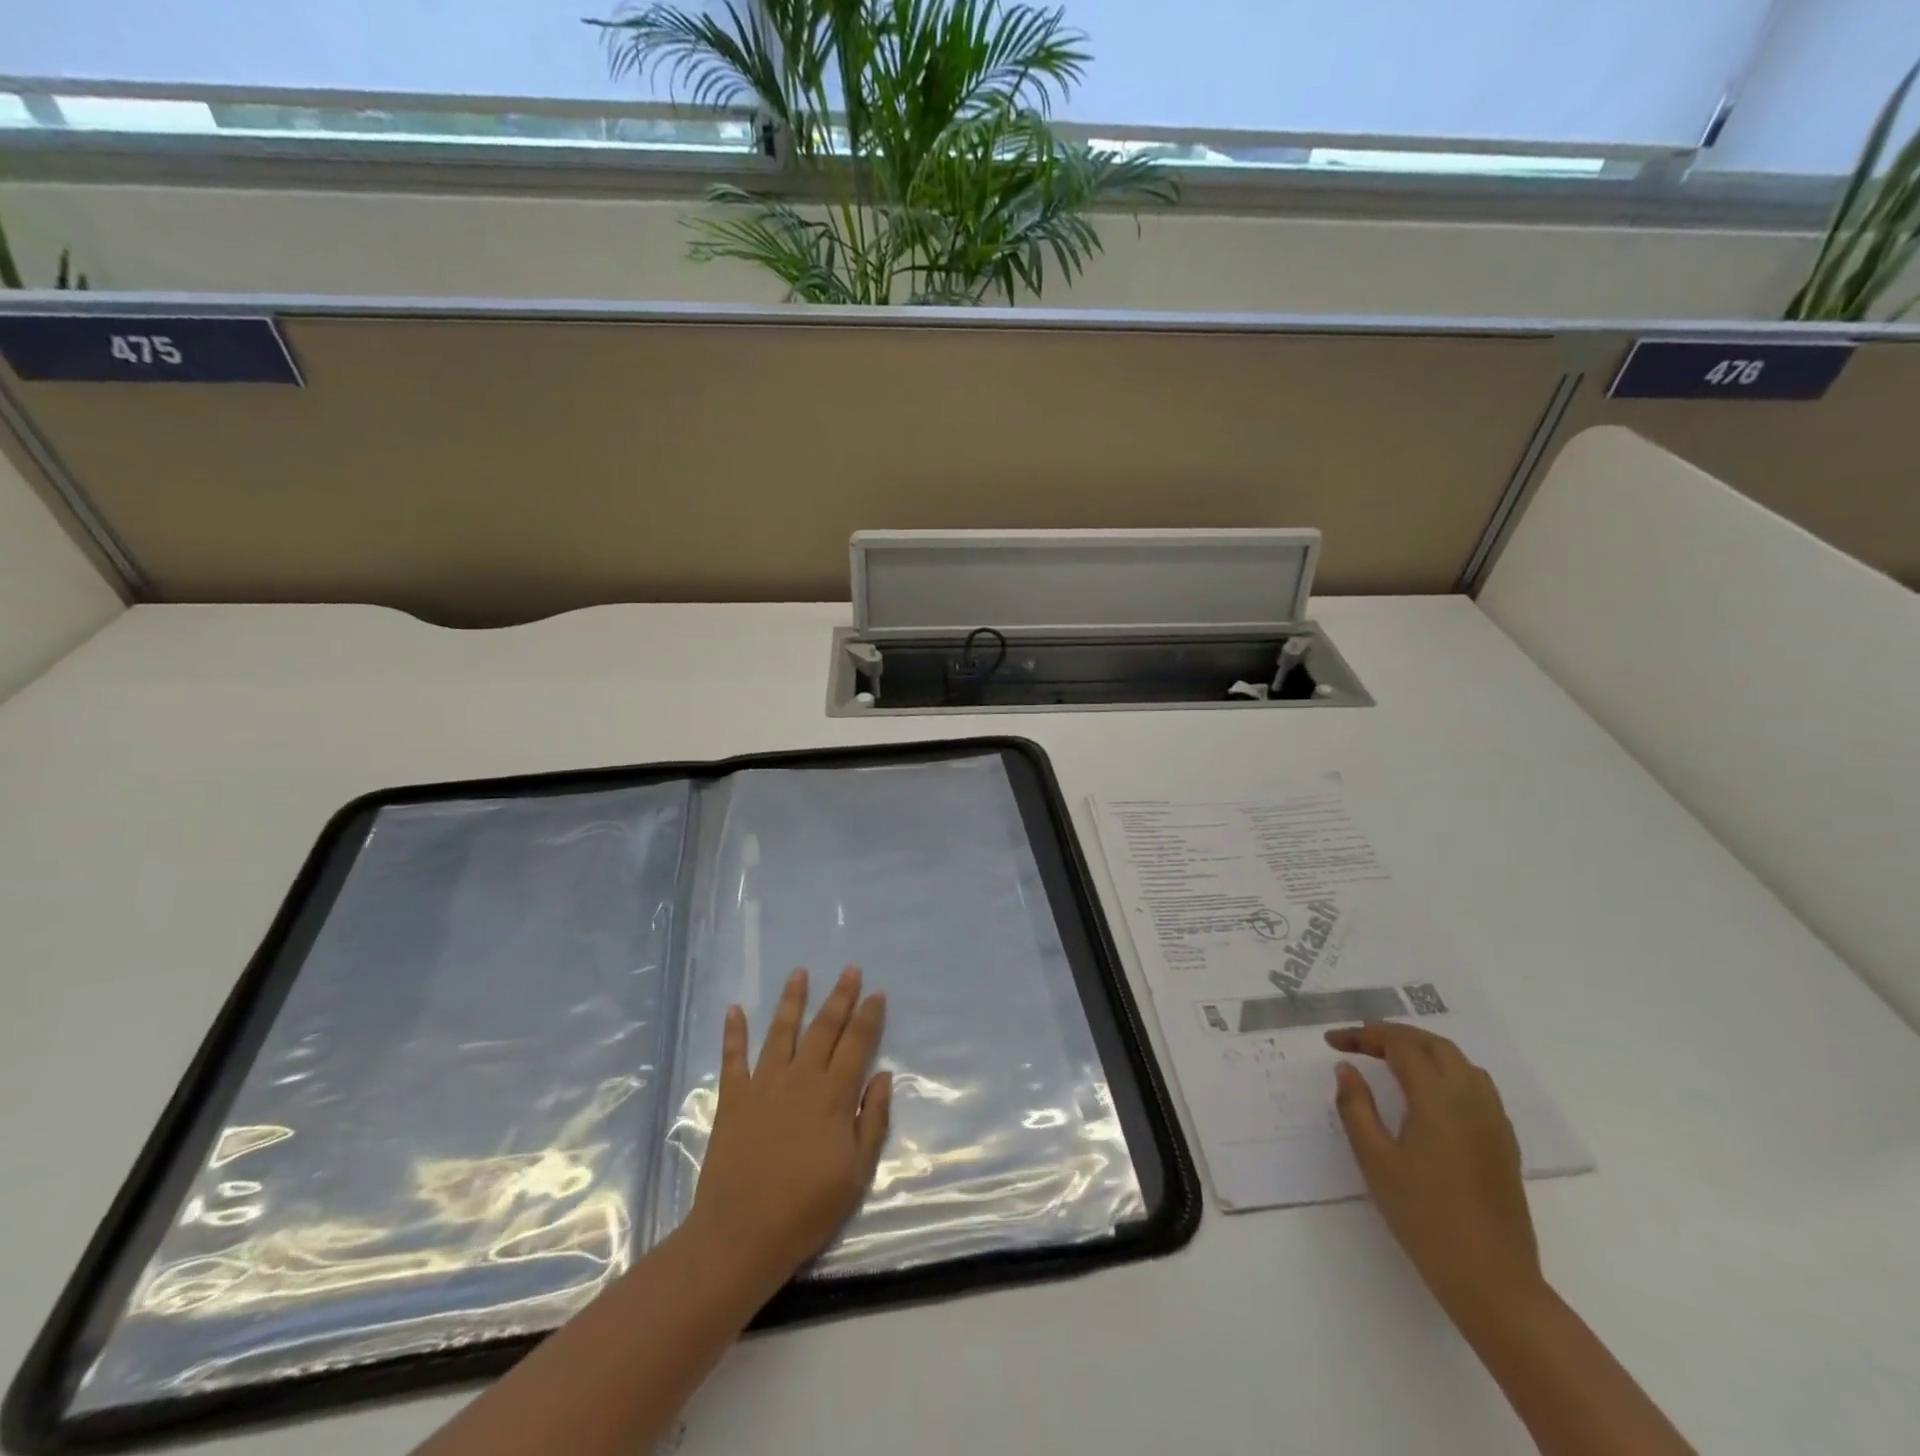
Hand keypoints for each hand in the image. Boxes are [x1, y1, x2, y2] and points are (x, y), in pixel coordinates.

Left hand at [688, 966, 891, 1294]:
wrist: (741, 1235)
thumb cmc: (807, 1209)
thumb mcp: (856, 1173)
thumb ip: (873, 1120)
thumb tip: (884, 1075)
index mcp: (833, 1095)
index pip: (856, 1044)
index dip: (868, 1016)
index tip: (876, 993)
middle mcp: (800, 1079)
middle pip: (823, 1028)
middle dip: (839, 997)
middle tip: (850, 969)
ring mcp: (763, 1085)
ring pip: (781, 1032)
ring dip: (791, 1000)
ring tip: (799, 973)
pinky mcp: (733, 1099)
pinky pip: (733, 1058)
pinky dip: (734, 1032)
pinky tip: (734, 1009)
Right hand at [1326, 1022, 1542, 1317]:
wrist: (1492, 1280)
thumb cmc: (1424, 1216)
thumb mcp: (1375, 1160)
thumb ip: (1356, 1106)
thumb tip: (1346, 1068)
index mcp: (1438, 1099)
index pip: (1400, 1045)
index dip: (1363, 1035)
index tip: (1333, 1042)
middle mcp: (1471, 1099)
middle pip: (1434, 1045)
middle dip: (1394, 1035)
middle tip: (1359, 1042)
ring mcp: (1494, 1121)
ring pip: (1460, 1062)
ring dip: (1424, 1050)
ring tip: (1391, 1059)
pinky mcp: (1504, 1143)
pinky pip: (1477, 1086)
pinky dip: (1447, 1071)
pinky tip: (1429, 1094)